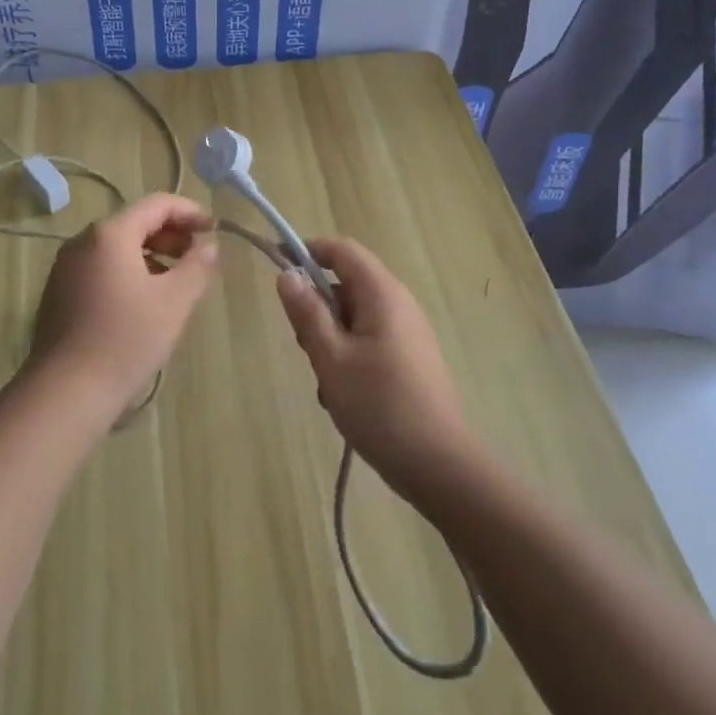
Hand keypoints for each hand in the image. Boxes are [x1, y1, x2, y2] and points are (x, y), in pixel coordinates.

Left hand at [31, 193, 218, 424]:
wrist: (66, 391)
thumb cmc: (126, 339)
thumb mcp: (174, 302)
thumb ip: (197, 266)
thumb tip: (208, 245)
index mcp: (110, 234)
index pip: (156, 204)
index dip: (189, 211)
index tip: (214, 228)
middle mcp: (82, 241)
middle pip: (134, 222)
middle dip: (171, 234)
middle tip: (197, 256)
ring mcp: (66, 266)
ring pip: (116, 246)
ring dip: (151, 253)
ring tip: (175, 280)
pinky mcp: (59, 292)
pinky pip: (100, 267)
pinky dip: (128, 271)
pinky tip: (143, 300)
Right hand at [275, 237, 476, 494]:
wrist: (438, 464)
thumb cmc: (379, 405)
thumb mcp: (331, 358)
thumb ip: (307, 313)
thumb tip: (287, 274)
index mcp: (382, 294)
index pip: (342, 250)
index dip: (308, 250)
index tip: (277, 263)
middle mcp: (399, 304)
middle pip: (347, 284)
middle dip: (318, 308)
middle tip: (305, 346)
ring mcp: (407, 332)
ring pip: (354, 317)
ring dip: (330, 339)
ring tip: (326, 382)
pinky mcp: (410, 358)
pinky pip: (369, 340)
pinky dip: (348, 357)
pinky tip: (343, 396)